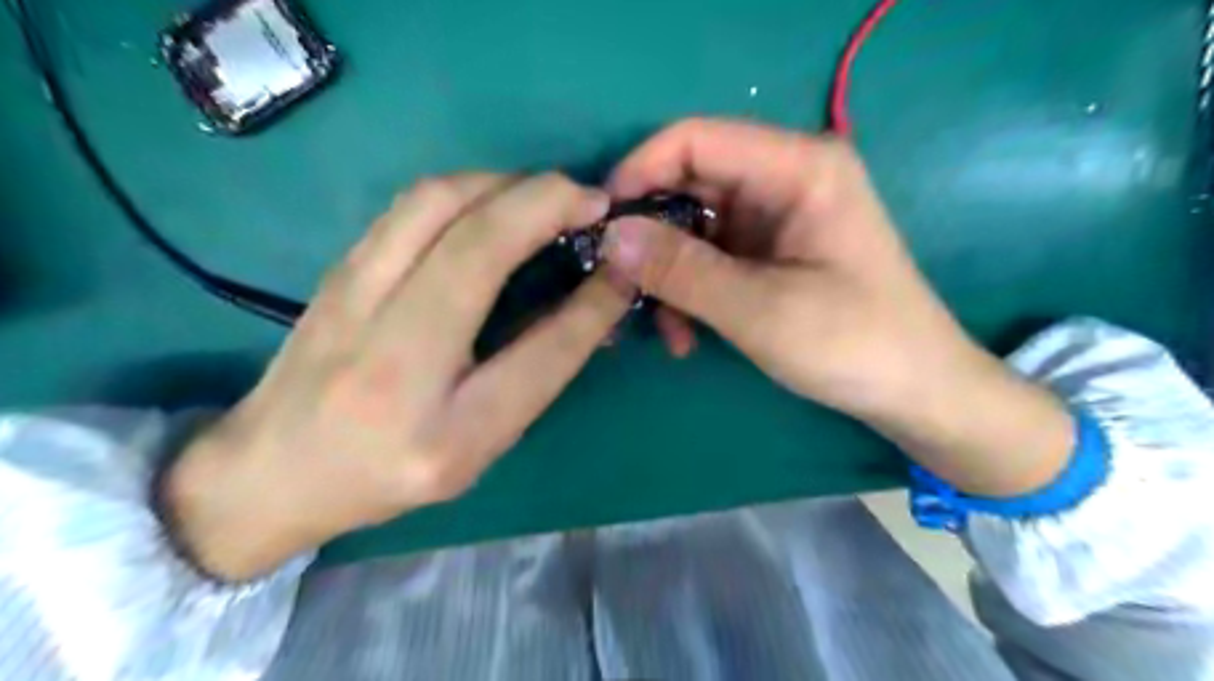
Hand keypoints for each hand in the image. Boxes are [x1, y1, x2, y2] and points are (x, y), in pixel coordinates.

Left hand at [166, 173, 631, 578]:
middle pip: (476, 241)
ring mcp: (350, 296)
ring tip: (548, 199)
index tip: (624, 260)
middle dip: (547, 202)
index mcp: (441, 428)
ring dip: (507, 184)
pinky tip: (494, 203)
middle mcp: (390, 354)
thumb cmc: (389, 472)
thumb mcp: (479, 446)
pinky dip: (468, 187)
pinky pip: (411, 203)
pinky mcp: (339, 266)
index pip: (541, 350)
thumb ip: (537, 373)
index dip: (594, 299)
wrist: (272, 469)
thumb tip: (595, 300)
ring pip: (437, 200)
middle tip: (592, 203)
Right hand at [608, 121, 1069, 496]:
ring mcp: (775, 217)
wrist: (913, 392)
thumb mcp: (759, 309)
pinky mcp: (770, 251)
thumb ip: (681, 270)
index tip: (600, 221)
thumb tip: (609, 236)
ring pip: (694, 226)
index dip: (639, 170)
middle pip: (690, 184)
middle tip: (619, 284)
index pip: (695, 139)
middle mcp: (785, 179)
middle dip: (650, 236)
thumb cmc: (853, 345)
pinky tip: (686, 334)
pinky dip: (690, 290)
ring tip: (665, 330)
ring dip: (669, 275)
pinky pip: (710, 256)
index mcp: (799, 167)